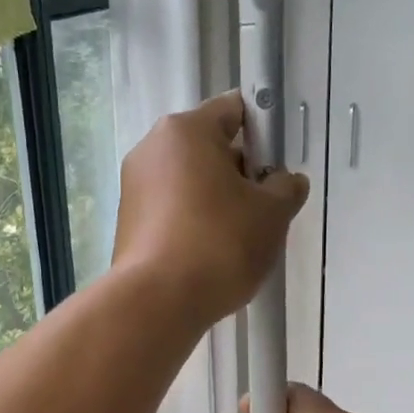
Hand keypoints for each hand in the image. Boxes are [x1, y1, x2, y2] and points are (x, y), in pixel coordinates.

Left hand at [113, 90, 308, 326]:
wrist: (157, 302)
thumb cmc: (220, 243)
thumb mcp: (272, 214)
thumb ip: (286, 188)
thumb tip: (286, 181)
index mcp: (185, 131)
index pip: (233, 110)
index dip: (263, 132)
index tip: (278, 165)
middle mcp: (152, 149)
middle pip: (208, 147)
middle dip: (239, 171)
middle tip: (265, 206)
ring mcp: (134, 186)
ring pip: (188, 181)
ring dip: (216, 198)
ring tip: (240, 235)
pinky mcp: (127, 222)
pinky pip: (170, 209)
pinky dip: (192, 220)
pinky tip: (210, 252)